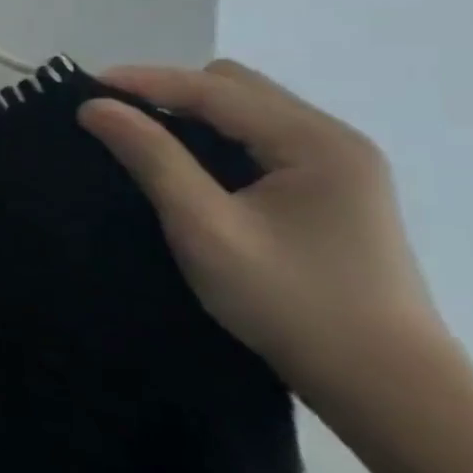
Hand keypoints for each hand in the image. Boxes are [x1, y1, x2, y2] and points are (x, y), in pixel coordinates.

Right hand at [77, 60, 451, 404]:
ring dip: (192, 115)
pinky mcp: (333, 189)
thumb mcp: (206, 229)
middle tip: (116, 120)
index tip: (83, 88)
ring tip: (144, 139)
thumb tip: (95, 106)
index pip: (213, 88)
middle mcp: (333, 138)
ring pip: (247, 110)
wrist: (389, 390)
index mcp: (315, 142)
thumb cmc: (292, 305)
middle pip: (234, 87)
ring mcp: (339, 164)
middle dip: (169, 93)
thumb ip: (152, 158)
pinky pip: (260, 138)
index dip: (144, 82)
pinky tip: (192, 166)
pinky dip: (216, 138)